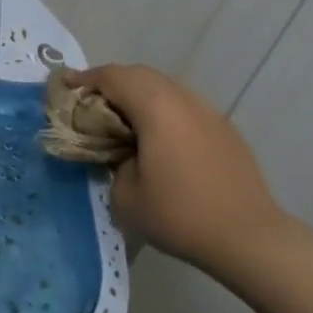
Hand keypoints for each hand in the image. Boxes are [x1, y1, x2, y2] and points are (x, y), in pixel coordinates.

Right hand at [72, 64, 293, 275]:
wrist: (248, 237)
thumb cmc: (180, 215)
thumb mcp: (126, 195)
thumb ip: (114, 162)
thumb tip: (122, 153)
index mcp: (156, 108)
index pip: (113, 77)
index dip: (85, 78)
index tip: (64, 85)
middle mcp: (183, 100)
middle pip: (140, 75)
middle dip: (110, 83)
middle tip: (88, 102)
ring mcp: (208, 112)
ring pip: (165, 88)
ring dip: (138, 95)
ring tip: (121, 120)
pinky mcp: (224, 129)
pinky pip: (183, 106)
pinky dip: (161, 110)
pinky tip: (156, 138)